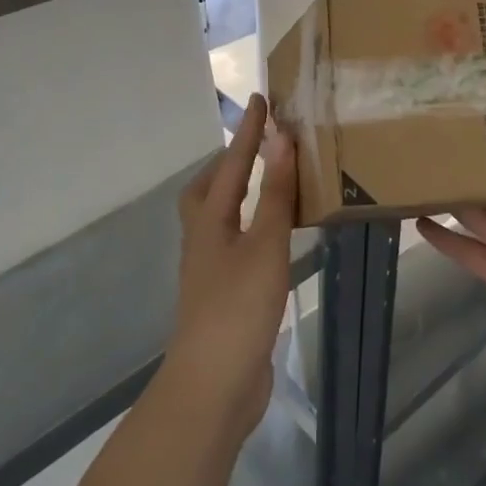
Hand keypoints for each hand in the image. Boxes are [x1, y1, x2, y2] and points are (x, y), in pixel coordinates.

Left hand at [166, 95, 297, 441]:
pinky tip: (271, 236)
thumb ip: (276, 194)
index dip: (248, 131)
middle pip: (208, 190)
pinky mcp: (224, 295)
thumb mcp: (265, 245)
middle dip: (229, 163)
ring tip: (268, 183)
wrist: (213, 387)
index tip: (260, 99)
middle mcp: (204, 240)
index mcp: (211, 221)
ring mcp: (211, 270)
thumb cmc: (238, 308)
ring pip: (219, 217)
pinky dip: (251, 225)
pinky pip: (236, 243)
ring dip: (239, 194)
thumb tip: (281, 139)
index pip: (232, 164)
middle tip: (256, 146)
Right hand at [418, 87, 485, 393]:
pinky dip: (443, 238)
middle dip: (457, 159)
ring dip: (444, 196)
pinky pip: (465, 249)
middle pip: (484, 177)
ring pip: (469, 211)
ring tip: (408, 174)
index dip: (482, 124)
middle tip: (414, 134)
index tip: (446, 101)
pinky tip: (417, 223)